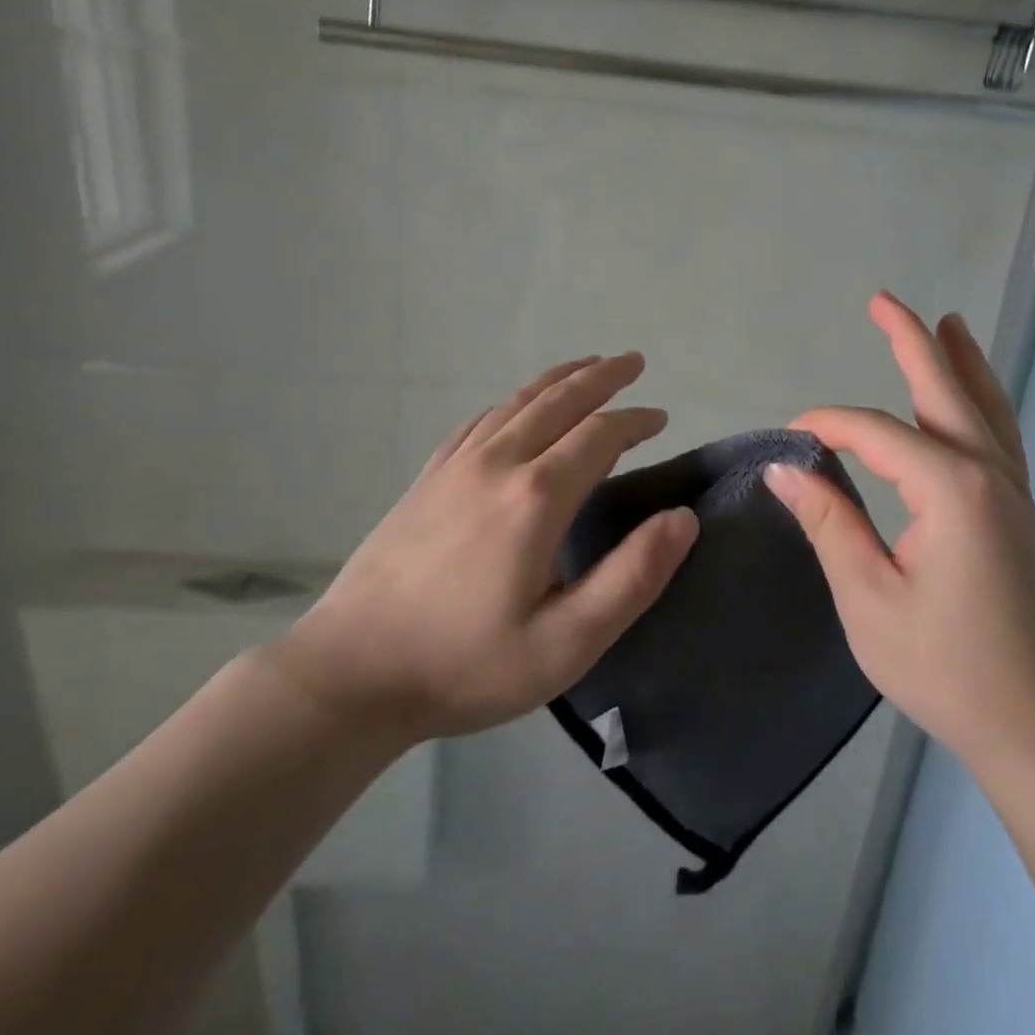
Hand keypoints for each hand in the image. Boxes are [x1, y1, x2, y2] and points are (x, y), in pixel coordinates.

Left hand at [273, 354, 697, 744]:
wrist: (351, 673)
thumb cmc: (466, 664)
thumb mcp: (567, 642)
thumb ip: (633, 577)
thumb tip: (683, 518)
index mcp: (537, 496)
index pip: (600, 435)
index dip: (636, 420)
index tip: (661, 418)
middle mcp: (498, 463)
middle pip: (559, 401)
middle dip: (602, 376)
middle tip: (633, 361)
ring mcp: (455, 466)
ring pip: (518, 402)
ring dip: (559, 379)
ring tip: (587, 366)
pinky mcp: (427, 479)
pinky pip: (480, 421)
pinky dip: (513, 402)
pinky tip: (517, 408)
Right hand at [764, 293, 1034, 770]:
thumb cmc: (947, 667)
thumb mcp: (867, 597)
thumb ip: (829, 522)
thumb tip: (786, 468)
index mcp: (950, 487)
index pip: (875, 432)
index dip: (826, 426)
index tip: (787, 440)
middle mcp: (988, 473)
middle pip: (945, 390)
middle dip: (911, 341)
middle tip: (883, 301)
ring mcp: (1012, 492)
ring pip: (984, 407)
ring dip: (961, 361)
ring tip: (948, 322)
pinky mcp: (1020, 515)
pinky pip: (999, 435)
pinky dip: (983, 401)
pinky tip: (971, 402)